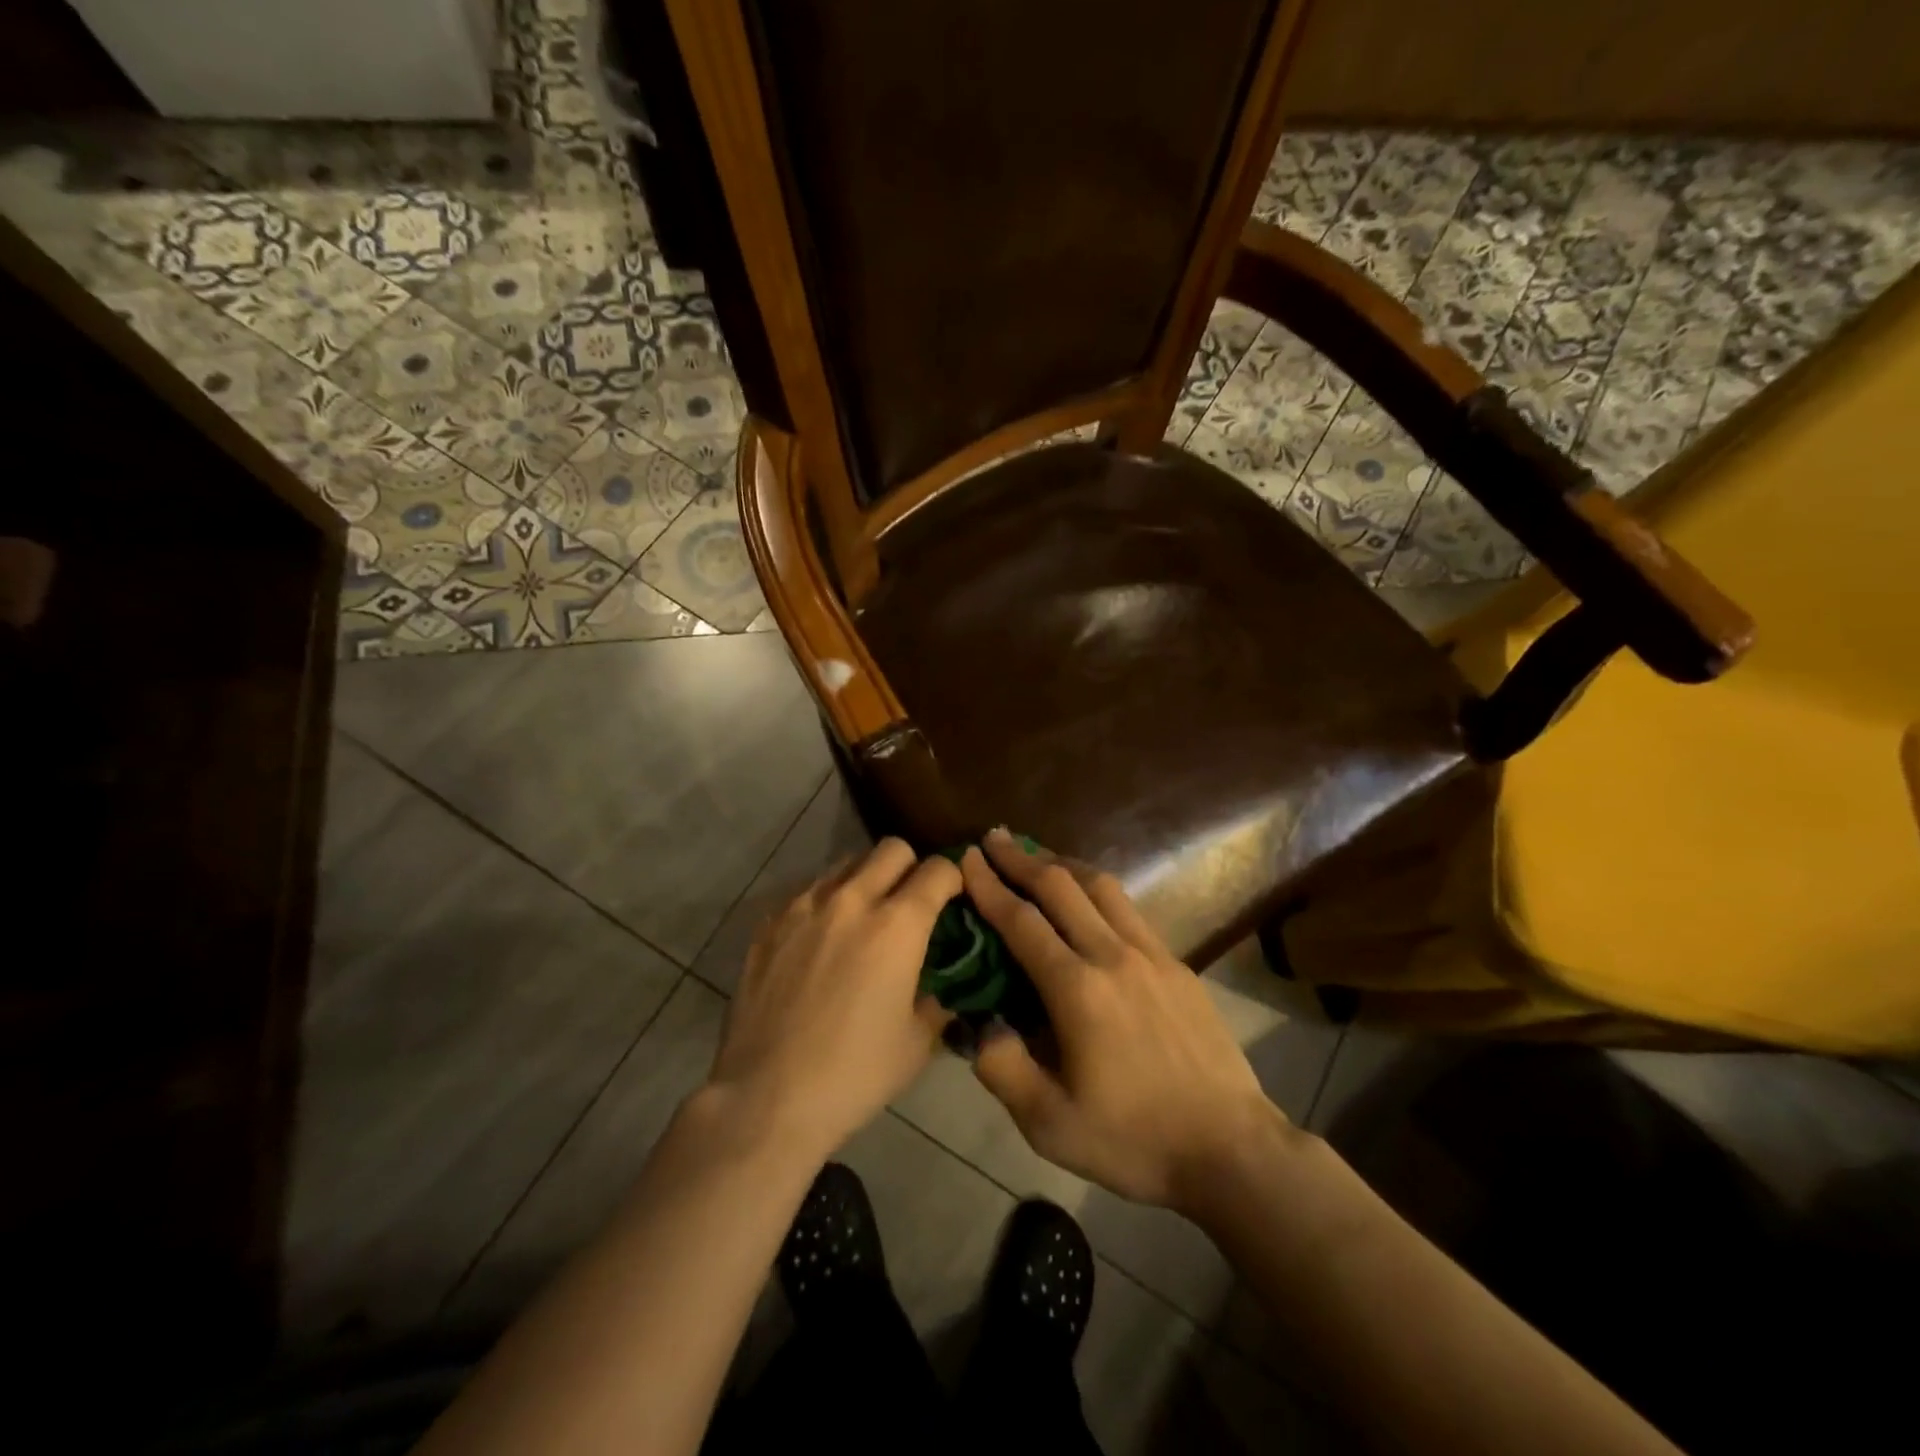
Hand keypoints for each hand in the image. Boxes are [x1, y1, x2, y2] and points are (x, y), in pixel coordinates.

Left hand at [708, 839, 960, 1158]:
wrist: (767, 1097)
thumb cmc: (854, 1074)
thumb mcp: (917, 1042)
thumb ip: (938, 998)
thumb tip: (943, 983)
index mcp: (897, 925)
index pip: (938, 870)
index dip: (954, 879)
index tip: (954, 900)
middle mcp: (852, 900)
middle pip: (892, 848)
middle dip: (911, 868)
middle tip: (910, 904)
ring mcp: (804, 906)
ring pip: (847, 862)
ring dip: (867, 879)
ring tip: (864, 918)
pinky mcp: (769, 922)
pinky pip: (808, 890)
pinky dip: (826, 901)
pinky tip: (821, 940)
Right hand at [962, 830, 1279, 1212]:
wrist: (1230, 1147)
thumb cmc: (1134, 1140)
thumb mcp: (1050, 1125)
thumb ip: (1002, 1069)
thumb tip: (978, 1023)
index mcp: (1077, 989)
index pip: (1021, 922)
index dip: (989, 886)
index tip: (967, 858)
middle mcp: (1113, 956)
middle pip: (1061, 888)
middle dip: (1021, 859)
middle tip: (994, 838)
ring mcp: (1152, 955)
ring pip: (1101, 888)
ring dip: (1063, 864)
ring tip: (1038, 855)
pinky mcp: (1178, 965)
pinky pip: (1130, 910)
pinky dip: (1098, 890)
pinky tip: (1091, 898)